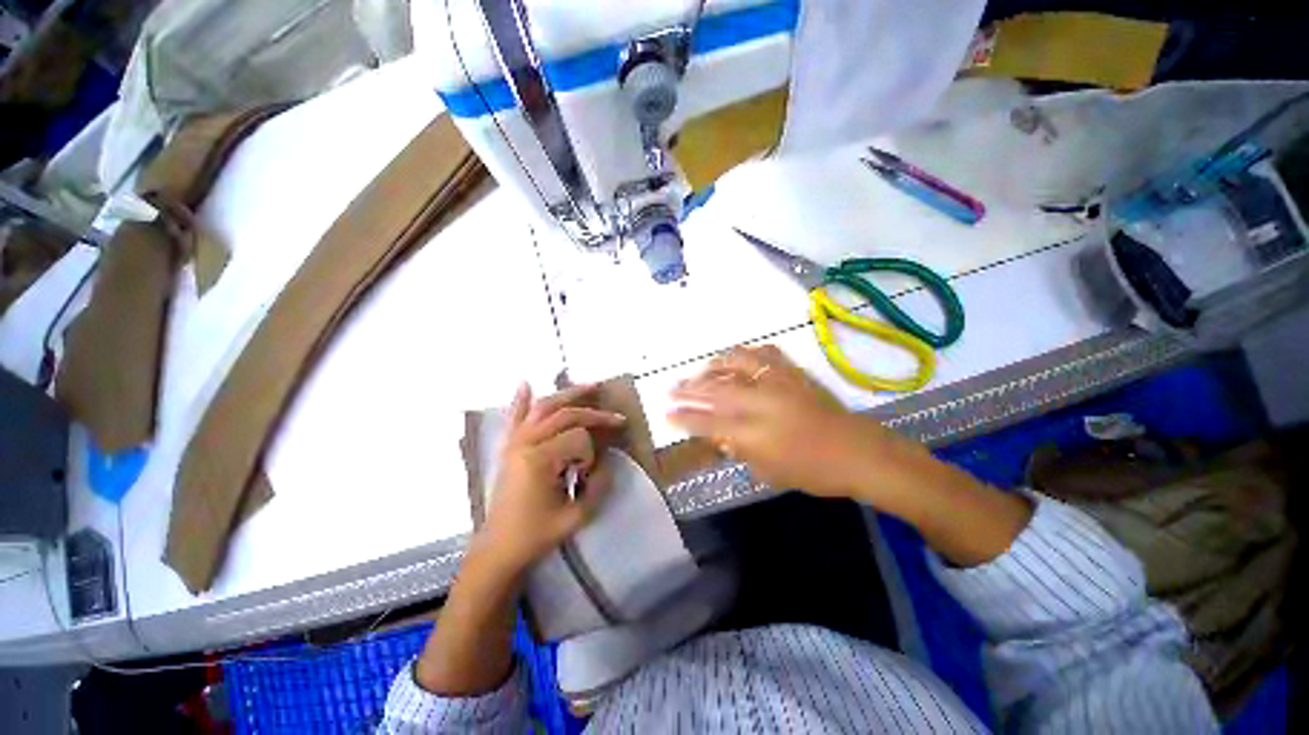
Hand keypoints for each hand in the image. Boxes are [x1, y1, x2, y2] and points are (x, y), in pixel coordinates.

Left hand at [477, 383, 623, 576]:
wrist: (499, 547)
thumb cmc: (537, 534)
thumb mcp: (576, 516)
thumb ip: (599, 486)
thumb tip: (608, 460)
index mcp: (540, 460)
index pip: (578, 440)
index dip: (591, 454)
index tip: (587, 475)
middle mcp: (526, 443)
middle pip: (565, 415)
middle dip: (594, 415)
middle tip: (616, 418)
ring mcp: (515, 442)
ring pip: (544, 407)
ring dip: (569, 394)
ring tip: (591, 386)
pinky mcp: (509, 446)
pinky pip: (515, 417)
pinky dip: (521, 399)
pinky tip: (525, 383)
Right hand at [668, 345, 929, 500]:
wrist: (857, 451)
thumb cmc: (813, 471)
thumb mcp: (769, 472)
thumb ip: (739, 449)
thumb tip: (717, 434)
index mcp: (755, 433)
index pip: (708, 422)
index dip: (684, 418)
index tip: (667, 414)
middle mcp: (763, 402)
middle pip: (715, 390)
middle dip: (688, 389)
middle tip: (672, 389)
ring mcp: (779, 382)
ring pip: (736, 363)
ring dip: (713, 366)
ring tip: (702, 371)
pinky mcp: (794, 372)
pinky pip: (765, 353)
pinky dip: (746, 354)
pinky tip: (738, 360)